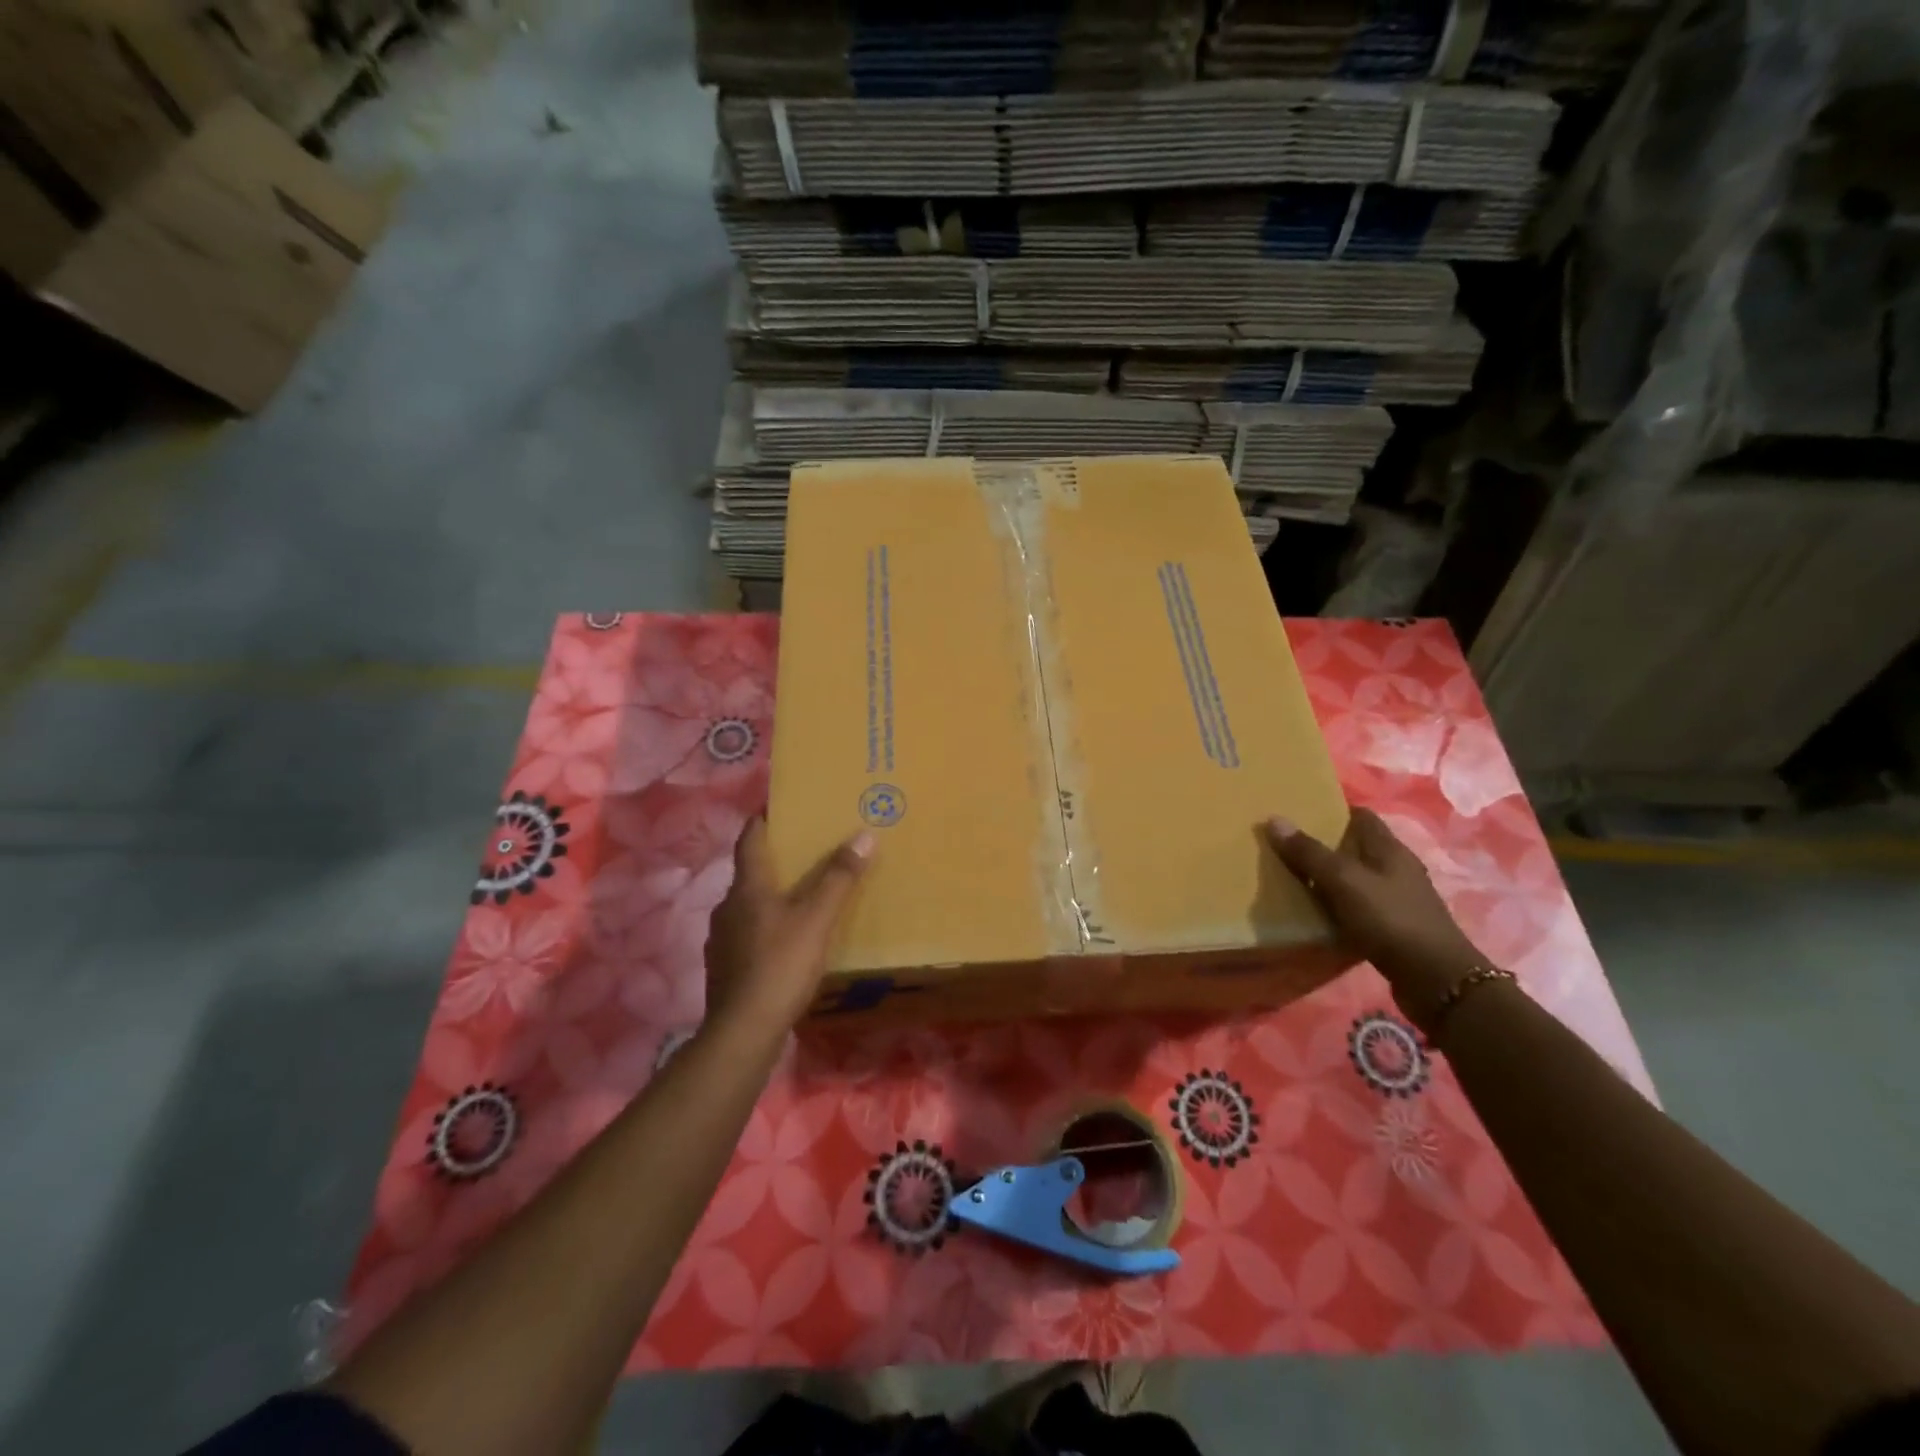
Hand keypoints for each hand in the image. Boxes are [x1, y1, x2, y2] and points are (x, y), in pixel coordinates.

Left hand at [703, 818, 873, 1034]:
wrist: (742, 1031)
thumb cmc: (779, 965)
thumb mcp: (817, 918)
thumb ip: (839, 877)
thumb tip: (864, 834)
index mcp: (747, 887)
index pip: (750, 838)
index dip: (764, 818)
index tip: (781, 805)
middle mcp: (728, 906)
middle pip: (751, 872)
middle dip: (777, 860)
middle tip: (807, 852)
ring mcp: (722, 939)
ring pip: (749, 905)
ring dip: (772, 896)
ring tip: (802, 897)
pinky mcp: (725, 967)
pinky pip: (748, 934)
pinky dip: (767, 927)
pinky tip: (787, 942)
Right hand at [1265, 808, 1488, 1031]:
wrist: (1437, 981)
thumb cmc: (1391, 920)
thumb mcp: (1344, 882)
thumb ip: (1309, 852)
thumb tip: (1274, 819)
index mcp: (1389, 849)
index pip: (1360, 816)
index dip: (1330, 811)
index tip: (1297, 814)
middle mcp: (1396, 869)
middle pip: (1355, 847)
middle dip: (1323, 845)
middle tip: (1284, 847)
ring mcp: (1397, 899)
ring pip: (1355, 878)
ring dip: (1328, 878)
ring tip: (1292, 879)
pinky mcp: (1394, 927)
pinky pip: (1358, 906)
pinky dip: (1337, 906)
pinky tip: (1316, 914)